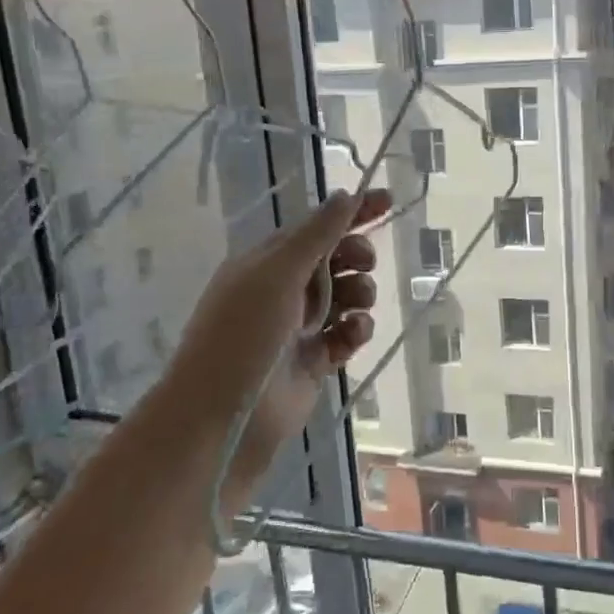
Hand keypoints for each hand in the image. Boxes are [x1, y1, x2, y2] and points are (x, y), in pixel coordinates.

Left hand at [168, 188, 388, 501]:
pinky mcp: (316, 361)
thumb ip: (317, 235)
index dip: (352, 212)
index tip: (388, 200)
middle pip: (335, 260)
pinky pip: (346, 335)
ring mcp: (300, 327)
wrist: (224, 417)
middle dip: (357, 257)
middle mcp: (283, 290)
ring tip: (358, 309)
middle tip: (364, 265)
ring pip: (346, 297)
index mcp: (267, 262)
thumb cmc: (244, 334)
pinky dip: (356, 331)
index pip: (316, 227)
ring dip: (360, 295)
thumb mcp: (278, 274)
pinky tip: (353, 334)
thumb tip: (345, 195)